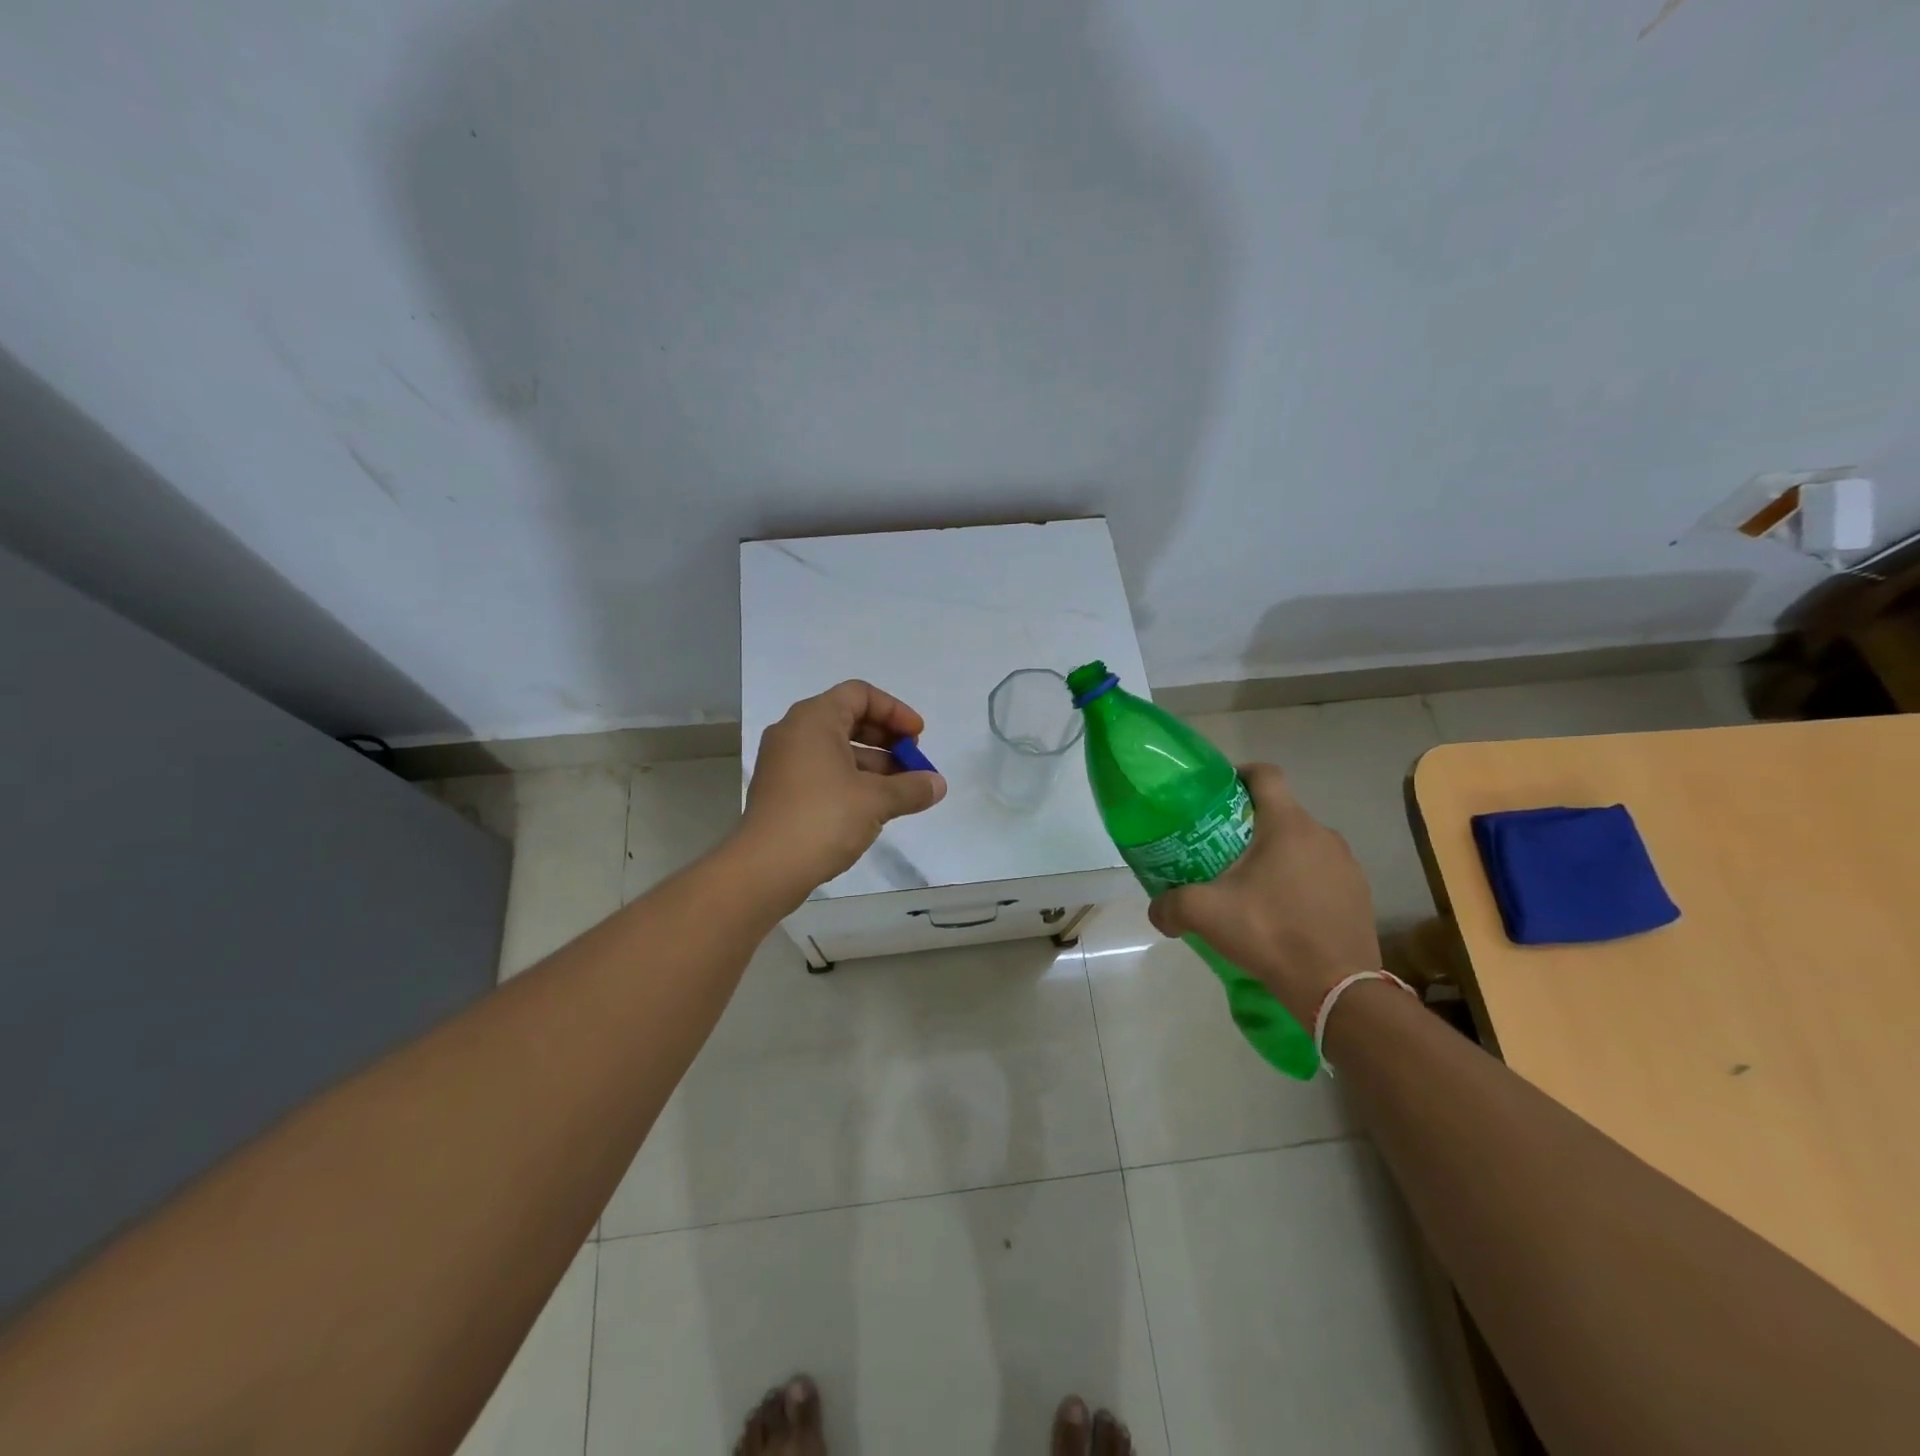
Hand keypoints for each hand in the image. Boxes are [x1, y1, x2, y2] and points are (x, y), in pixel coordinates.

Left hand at [739, 680, 947, 895]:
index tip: (917, 738)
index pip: (860, 694)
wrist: (764, 869)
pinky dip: (852, 780)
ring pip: (837, 749)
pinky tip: (874, 807)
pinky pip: (823, 771)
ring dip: (873, 764)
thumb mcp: (876, 801)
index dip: (895, 711)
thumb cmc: (822, 819)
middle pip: (848, 719)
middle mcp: (794, 732)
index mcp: (814, 719)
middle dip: (887, 739)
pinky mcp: (781, 790)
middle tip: (912, 762)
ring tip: (902, 791)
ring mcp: (784, 762)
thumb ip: (912, 788)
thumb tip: (938, 785)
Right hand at [1146, 763, 1378, 1023]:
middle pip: (1281, 812)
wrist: (1337, 989)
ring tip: (1252, 885)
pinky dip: (1300, 880)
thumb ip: (1171, 905)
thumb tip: (1157, 911)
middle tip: (1222, 850)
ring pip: (1302, 843)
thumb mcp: (1206, 915)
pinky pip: (1322, 872)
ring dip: (1277, 854)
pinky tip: (1283, 911)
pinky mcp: (1358, 893)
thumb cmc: (1271, 933)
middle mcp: (1322, 835)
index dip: (1239, 773)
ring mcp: (1346, 864)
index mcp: (1287, 825)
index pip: (1265, 775)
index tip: (1218, 792)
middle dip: (1250, 824)